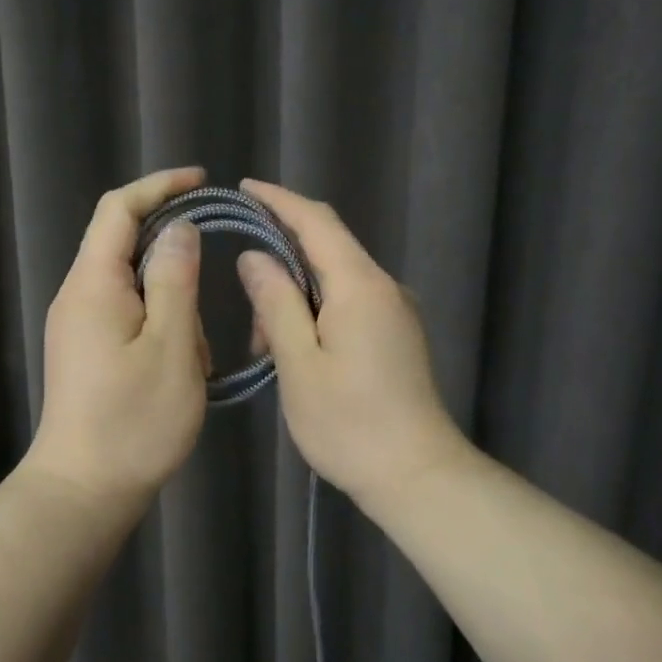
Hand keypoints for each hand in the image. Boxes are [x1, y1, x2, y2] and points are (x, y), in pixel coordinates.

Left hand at [25, 167, 212, 511]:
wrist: (84, 491)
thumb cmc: (134, 420)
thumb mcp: (171, 345)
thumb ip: (174, 278)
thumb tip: (179, 228)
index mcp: (93, 283)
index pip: (118, 209)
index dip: (158, 185)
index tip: (201, 179)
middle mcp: (77, 295)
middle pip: (123, 244)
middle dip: (173, 253)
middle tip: (212, 281)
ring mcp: (78, 325)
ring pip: (132, 285)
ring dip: (171, 302)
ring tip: (197, 352)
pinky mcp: (86, 351)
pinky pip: (128, 316)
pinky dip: (161, 326)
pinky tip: (182, 364)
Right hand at [236, 179, 469, 511]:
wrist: (416, 474)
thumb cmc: (349, 423)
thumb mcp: (298, 363)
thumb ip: (276, 303)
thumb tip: (255, 257)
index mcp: (360, 286)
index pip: (317, 221)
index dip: (279, 200)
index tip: (244, 187)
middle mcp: (384, 287)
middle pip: (327, 249)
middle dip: (281, 266)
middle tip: (249, 315)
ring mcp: (395, 311)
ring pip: (335, 282)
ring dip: (295, 299)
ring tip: (267, 349)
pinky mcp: (397, 335)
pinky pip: (349, 304)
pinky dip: (315, 314)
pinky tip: (296, 352)